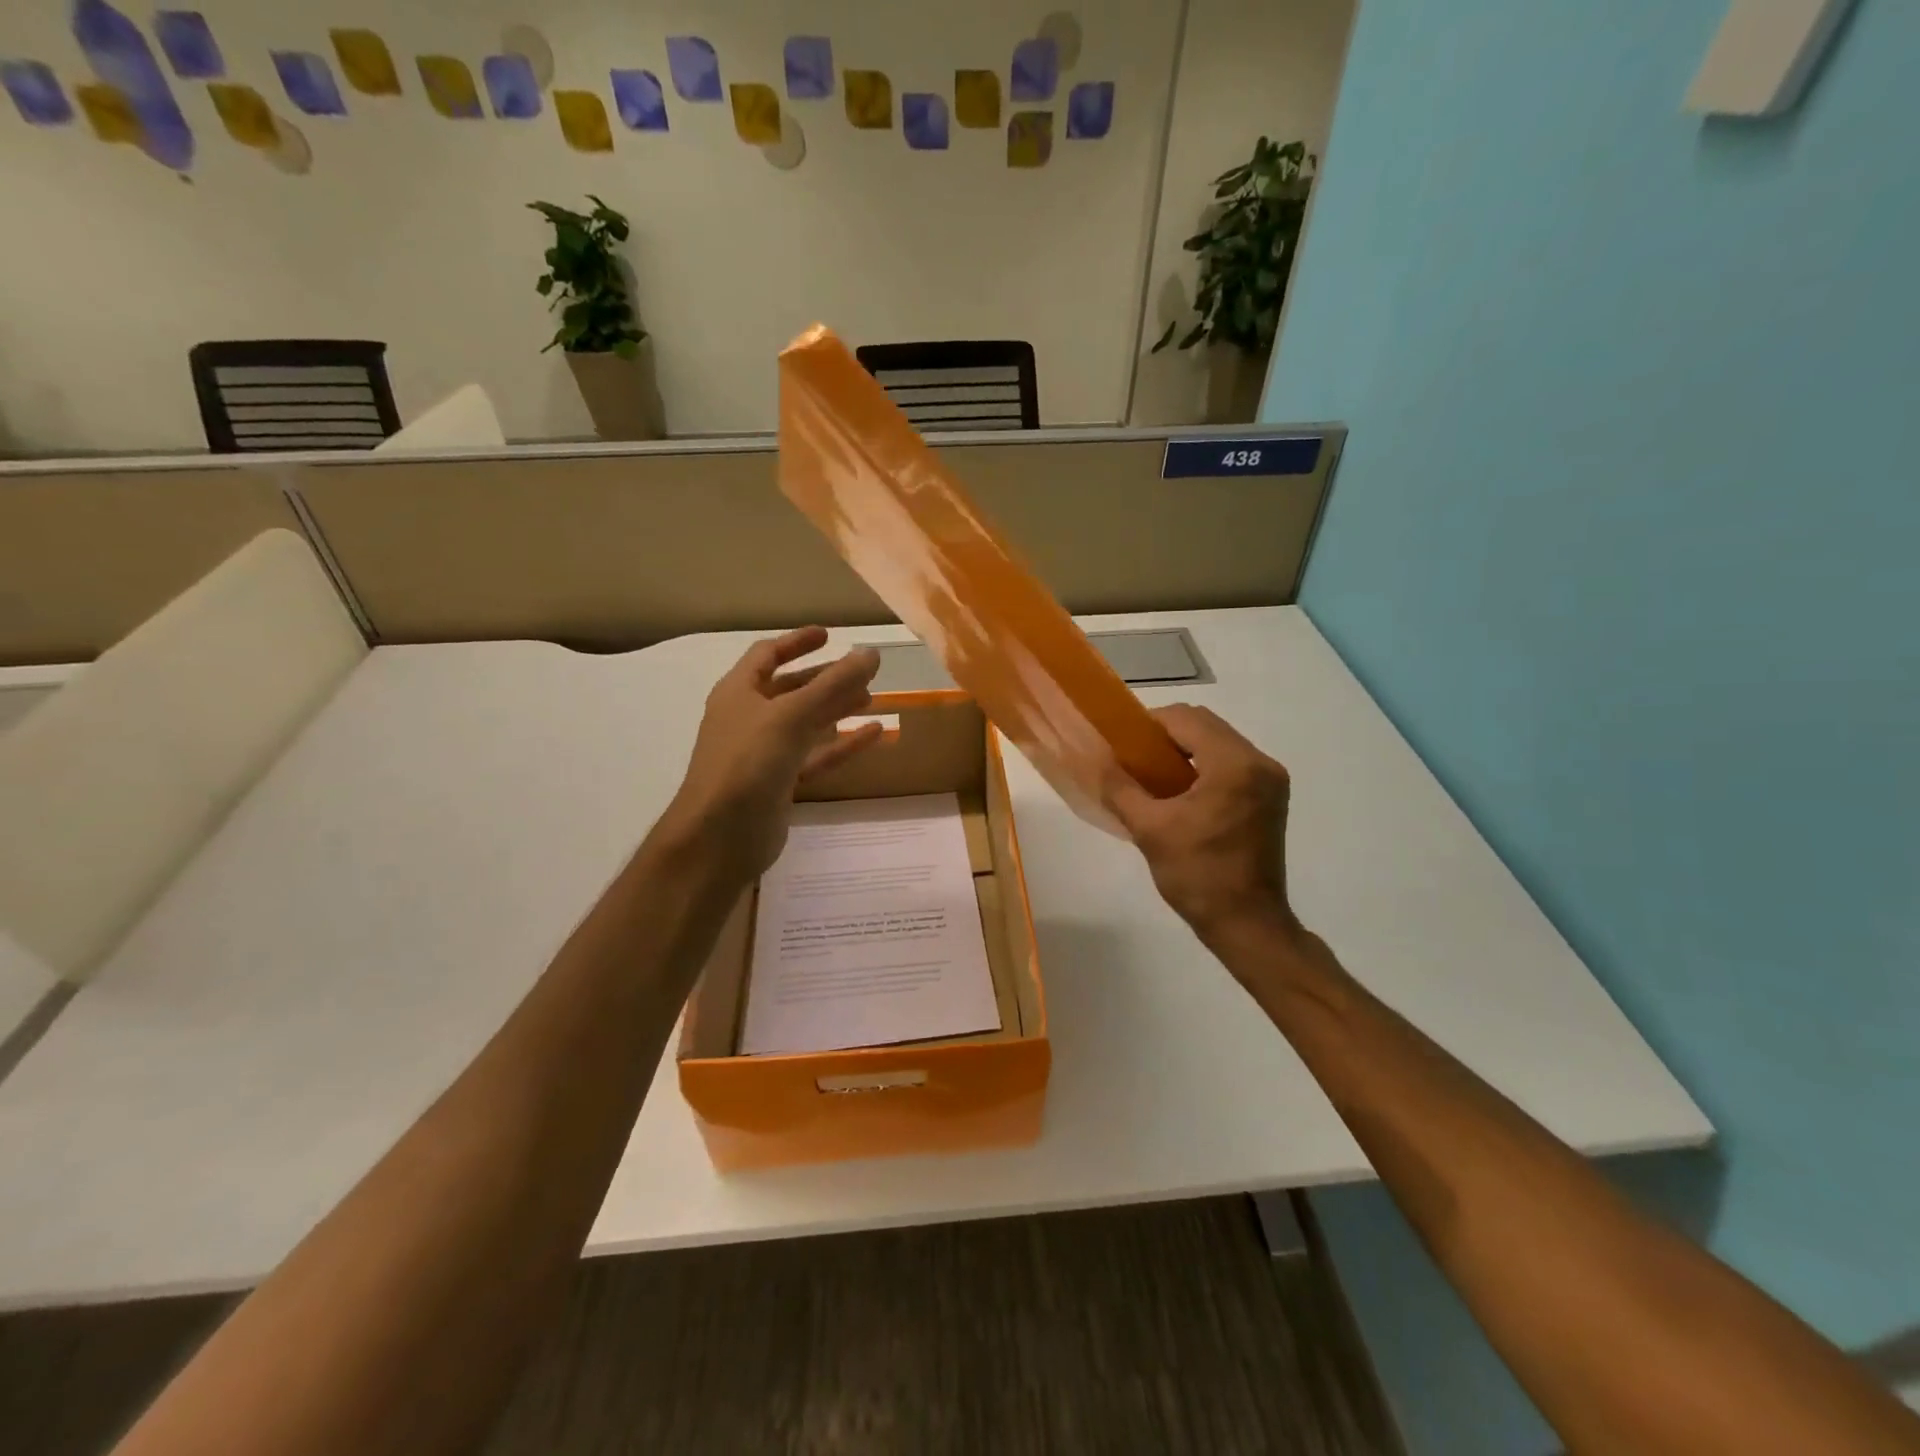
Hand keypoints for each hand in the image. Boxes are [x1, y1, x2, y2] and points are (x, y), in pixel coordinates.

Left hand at [661, 627, 882, 881]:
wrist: (720, 836)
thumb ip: (833, 684)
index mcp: (739, 692)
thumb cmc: (748, 763)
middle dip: (826, 678)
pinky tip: (875, 735)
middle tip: (862, 673)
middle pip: (792, 689)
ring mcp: (765, 753)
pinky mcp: (781, 784)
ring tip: (872, 699)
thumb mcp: (791, 716)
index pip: (768, 655)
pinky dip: (843, 744)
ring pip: (807, 723)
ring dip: (837, 709)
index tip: (830, 635)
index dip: (797, 642)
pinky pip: (817, 756)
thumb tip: (872, 653)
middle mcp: (750, 718)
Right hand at [1102, 705, 1300, 950]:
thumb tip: (1097, 760)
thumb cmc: (1198, 876)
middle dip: (1165, 736)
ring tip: (1153, 777)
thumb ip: (1120, 788)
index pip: (1185, 719)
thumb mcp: (1150, 829)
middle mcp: (1260, 763)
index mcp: (1234, 765)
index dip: (1148, 725)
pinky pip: (1230, 764)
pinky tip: (1179, 793)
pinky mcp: (1270, 798)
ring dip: (1184, 751)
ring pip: (1218, 743)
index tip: (1121, 746)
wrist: (1247, 925)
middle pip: (1205, 726)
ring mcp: (1270, 781)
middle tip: (1134, 761)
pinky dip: (1202, 767)